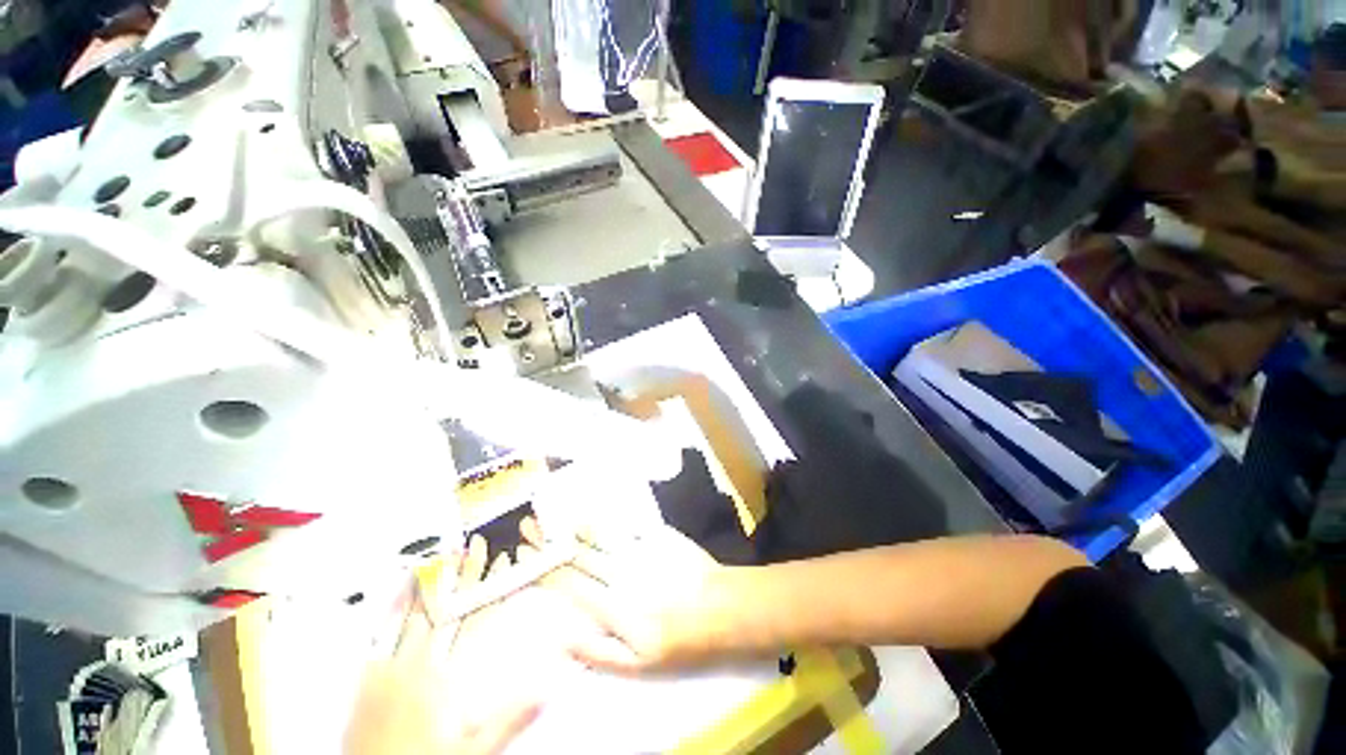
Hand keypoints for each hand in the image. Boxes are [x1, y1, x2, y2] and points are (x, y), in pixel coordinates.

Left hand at [345, 536, 540, 754]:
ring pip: (415, 615)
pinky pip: (382, 633)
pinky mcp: (368, 678)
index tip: (504, 564)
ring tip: (445, 554)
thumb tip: (545, 688)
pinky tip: (402, 587)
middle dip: (466, 575)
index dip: (493, 589)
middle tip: (479, 545)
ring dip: (434, 582)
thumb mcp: (472, 752)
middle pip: (448, 610)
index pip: (476, 622)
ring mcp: (389, 670)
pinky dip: (394, 606)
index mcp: (444, 681)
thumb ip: (508, 719)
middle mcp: (417, 667)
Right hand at [521, 517, 738, 674]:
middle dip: (551, 540)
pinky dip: (607, 515)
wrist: (719, 606)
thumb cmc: (678, 639)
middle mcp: (619, 571)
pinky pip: (625, 522)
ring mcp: (638, 549)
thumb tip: (561, 638)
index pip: (568, 583)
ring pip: (599, 533)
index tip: (524, 554)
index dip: (544, 567)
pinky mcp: (655, 534)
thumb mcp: (637, 664)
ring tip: (554, 512)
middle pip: (578, 553)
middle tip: (529, 525)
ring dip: (574, 523)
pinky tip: (595, 507)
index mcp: (611, 604)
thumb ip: (597, 652)